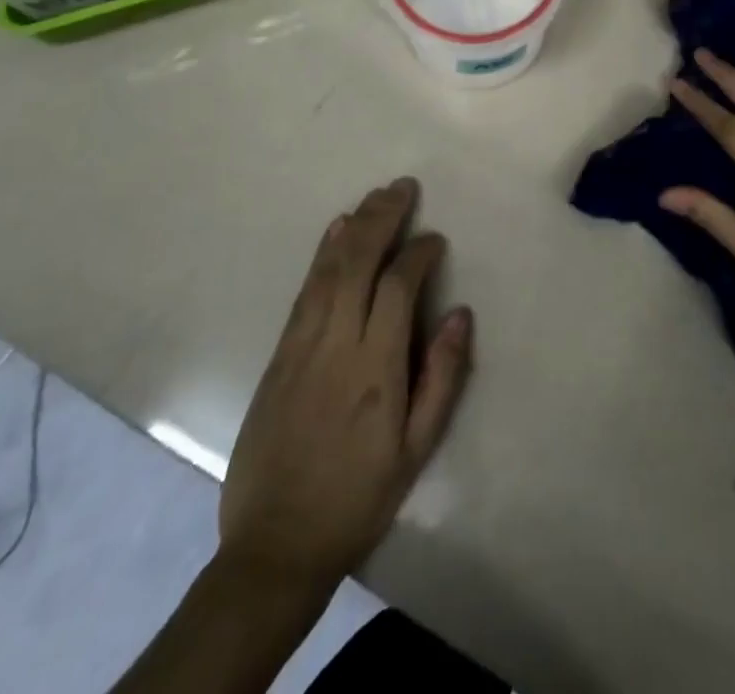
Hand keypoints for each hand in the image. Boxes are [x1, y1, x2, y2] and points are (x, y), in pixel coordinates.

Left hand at [218, 179, 472, 601]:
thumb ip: (442, 377)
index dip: (419, 254)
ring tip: (376, 196)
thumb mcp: (416, 450)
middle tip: (404, 187)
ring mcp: (300, 347)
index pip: (398, 287)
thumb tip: (459, 313)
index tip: (436, 239)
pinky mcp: (278, 355)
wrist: (275, 546)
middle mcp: (335, 345)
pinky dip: (322, 254)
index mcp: (375, 369)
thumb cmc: (359, 497)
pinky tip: (335, 230)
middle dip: (383, 218)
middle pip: (358, 263)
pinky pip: (304, 291)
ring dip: (354, 226)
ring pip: (328, 270)